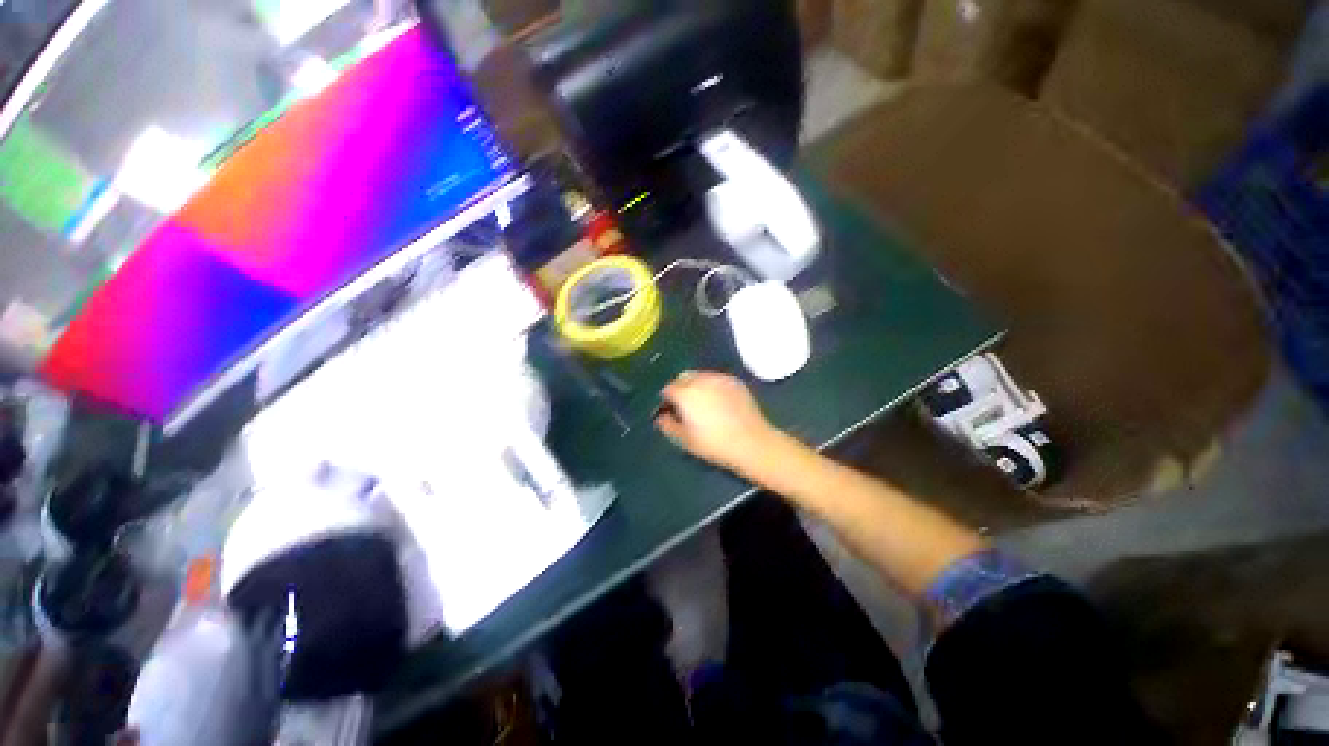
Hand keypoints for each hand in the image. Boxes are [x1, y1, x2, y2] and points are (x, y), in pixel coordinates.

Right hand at [655, 372, 779, 474]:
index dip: (666, 400)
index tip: (670, 411)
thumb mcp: (685, 440)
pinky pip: (717, 379)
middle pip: (683, 377)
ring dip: (696, 385)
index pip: (668, 389)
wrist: (752, 443)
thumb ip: (667, 425)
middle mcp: (701, 380)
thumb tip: (660, 416)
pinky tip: (719, 402)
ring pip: (701, 376)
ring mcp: (720, 378)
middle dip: (680, 388)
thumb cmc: (714, 444)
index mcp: (686, 393)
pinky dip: (712, 386)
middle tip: (685, 407)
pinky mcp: (735, 381)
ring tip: (703, 404)